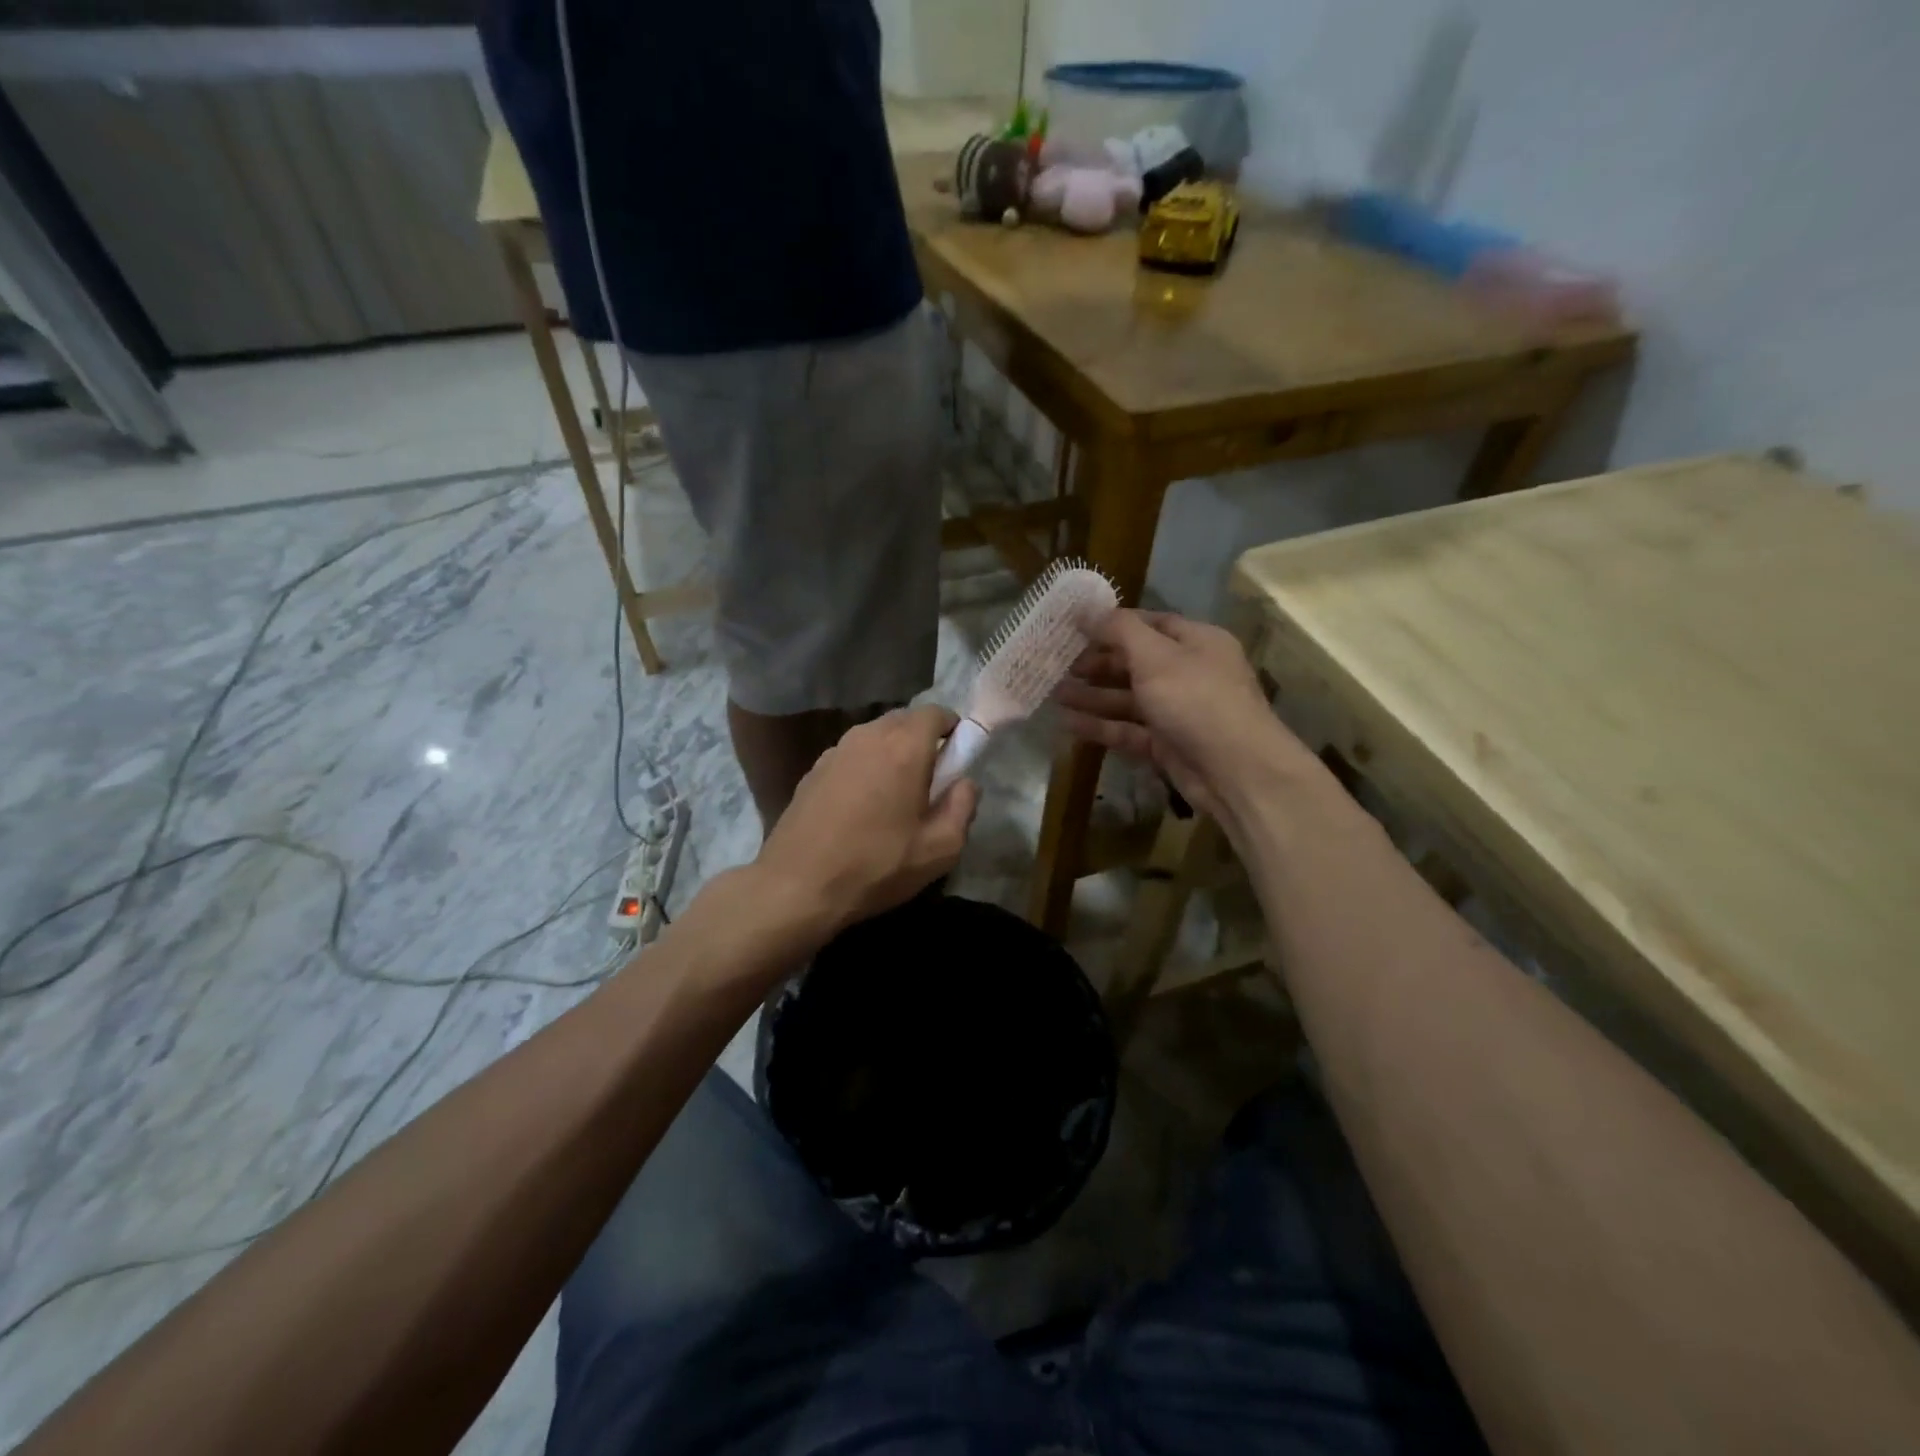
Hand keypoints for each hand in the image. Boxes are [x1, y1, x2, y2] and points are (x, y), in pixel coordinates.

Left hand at [755, 705, 980, 940]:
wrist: (796, 886)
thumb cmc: (876, 866)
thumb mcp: (940, 849)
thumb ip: (963, 807)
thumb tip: (966, 783)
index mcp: (904, 746)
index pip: (936, 712)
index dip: (953, 730)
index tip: (957, 761)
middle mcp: (868, 735)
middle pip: (905, 721)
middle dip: (923, 742)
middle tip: (930, 782)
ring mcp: (835, 750)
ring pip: (876, 737)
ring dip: (892, 754)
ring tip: (894, 796)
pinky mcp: (813, 769)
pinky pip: (852, 755)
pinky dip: (865, 768)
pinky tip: (861, 806)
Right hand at [1054, 610, 1323, 823]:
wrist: (1236, 772)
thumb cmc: (1196, 700)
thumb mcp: (1155, 656)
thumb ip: (1119, 631)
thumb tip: (1087, 610)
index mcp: (1196, 642)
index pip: (1149, 623)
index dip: (1111, 624)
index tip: (1073, 627)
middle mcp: (1188, 672)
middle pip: (1135, 662)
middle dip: (1096, 663)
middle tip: (1057, 664)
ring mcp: (1178, 711)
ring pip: (1128, 699)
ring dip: (1092, 696)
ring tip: (1053, 693)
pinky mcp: (1167, 745)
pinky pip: (1128, 730)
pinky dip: (1100, 726)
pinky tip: (1067, 724)